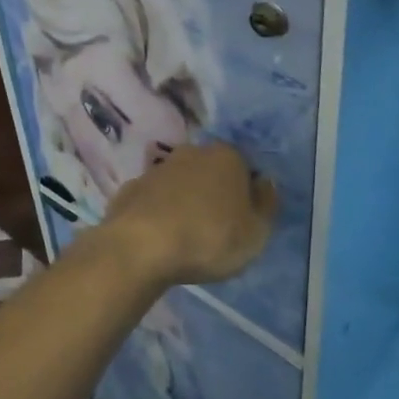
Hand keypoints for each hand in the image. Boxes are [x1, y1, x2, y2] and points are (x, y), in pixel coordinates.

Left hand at [102, 142, 277, 287]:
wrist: (141, 246)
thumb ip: (267, 205)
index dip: (247, 196)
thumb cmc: (209, 238)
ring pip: (181, 183)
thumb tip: (265, 182)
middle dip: (215, 194)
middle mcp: (192, 152)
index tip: (243, 223)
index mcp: (227, 156)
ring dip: (185, 202)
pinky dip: (159, 213)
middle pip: (211, 172)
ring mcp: (158, 168)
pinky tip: (159, 238)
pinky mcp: (131, 188)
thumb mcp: (256, 233)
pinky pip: (154, 200)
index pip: (245, 170)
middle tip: (216, 230)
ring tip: (186, 237)